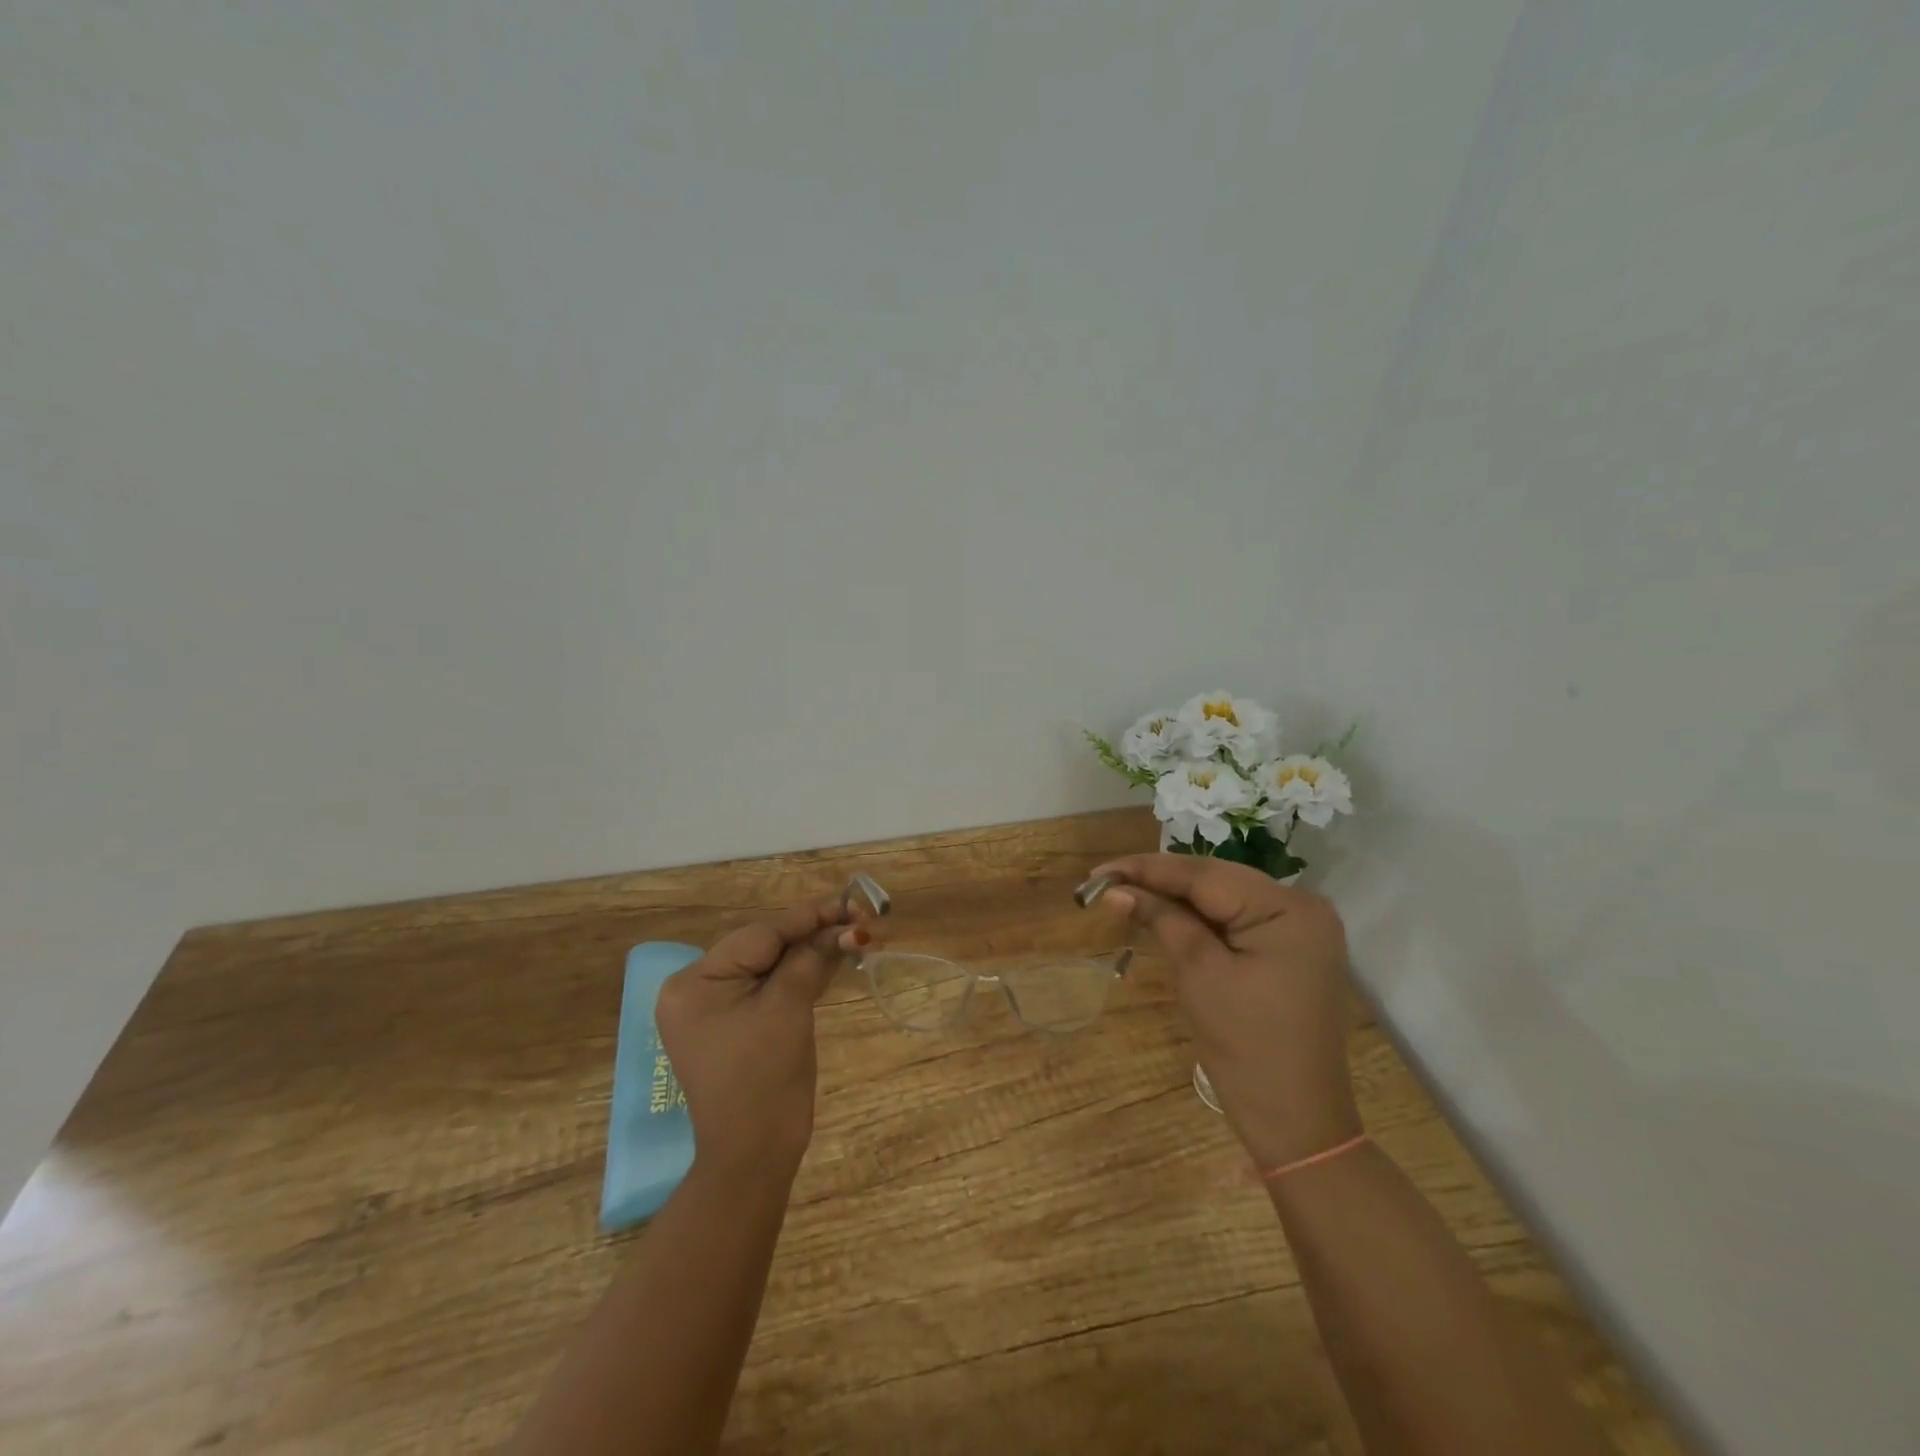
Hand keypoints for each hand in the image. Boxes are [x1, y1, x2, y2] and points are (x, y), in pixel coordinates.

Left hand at [654, 896, 850, 1185]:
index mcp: (695, 982)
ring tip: (852, 937)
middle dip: (812, 934)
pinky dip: (797, 976)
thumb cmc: (765, 1079)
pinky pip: (766, 988)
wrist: (754, 1157)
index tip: (850, 903)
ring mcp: (711, 1010)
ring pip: (768, 966)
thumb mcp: (789, 1008)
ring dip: (809, 953)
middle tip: (858, 921)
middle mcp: (694, 990)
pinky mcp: (731, 1026)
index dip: (809, 917)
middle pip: (764, 947)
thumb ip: (812, 958)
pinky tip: (830, 960)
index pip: (761, 935)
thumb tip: (847, 927)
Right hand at [1093, 854, 1360, 1168]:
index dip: (1147, 868)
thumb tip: (1116, 889)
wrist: (1296, 1121)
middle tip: (1106, 881)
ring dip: (1176, 897)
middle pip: (1216, 879)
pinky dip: (1200, 917)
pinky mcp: (1291, 948)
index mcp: (1288, 908)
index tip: (1099, 871)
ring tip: (1125, 891)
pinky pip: (1237, 918)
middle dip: (1160, 880)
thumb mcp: (1199, 973)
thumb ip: (1162, 919)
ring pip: (1224, 896)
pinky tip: (1164, 912)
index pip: (1205, 874)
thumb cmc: (1247, 1048)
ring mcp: (1300, 928)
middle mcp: (1302, 906)